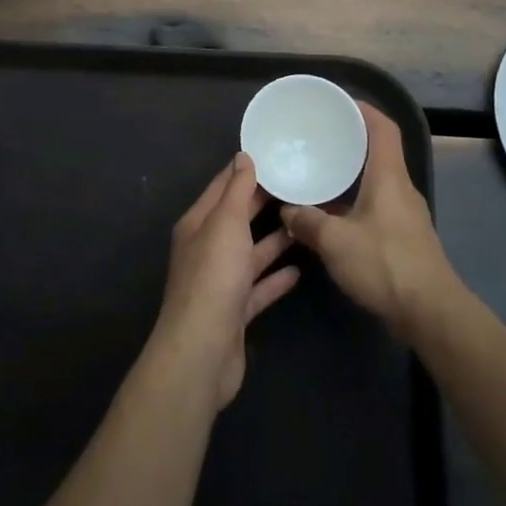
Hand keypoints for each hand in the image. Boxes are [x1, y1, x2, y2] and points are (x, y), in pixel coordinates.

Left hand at [151, 153, 300, 408]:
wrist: (203, 351)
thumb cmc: (213, 277)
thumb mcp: (226, 223)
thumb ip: (237, 190)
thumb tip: (243, 156)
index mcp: (198, 224)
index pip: (223, 187)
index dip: (246, 169)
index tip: (275, 154)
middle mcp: (207, 249)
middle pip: (239, 218)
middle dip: (265, 202)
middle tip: (301, 185)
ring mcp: (222, 282)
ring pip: (251, 252)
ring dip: (275, 239)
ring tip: (306, 222)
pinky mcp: (236, 311)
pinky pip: (259, 287)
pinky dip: (277, 277)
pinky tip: (300, 269)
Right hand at [282, 103, 457, 337]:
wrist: (430, 313)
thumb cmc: (385, 264)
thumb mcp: (335, 242)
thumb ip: (308, 223)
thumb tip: (287, 211)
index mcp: (389, 176)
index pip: (384, 129)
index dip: (364, 111)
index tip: (340, 104)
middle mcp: (401, 188)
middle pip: (380, 153)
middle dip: (352, 142)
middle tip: (321, 139)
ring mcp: (406, 214)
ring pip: (378, 182)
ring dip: (353, 175)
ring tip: (321, 174)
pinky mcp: (406, 238)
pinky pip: (378, 205)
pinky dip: (356, 201)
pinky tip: (335, 216)